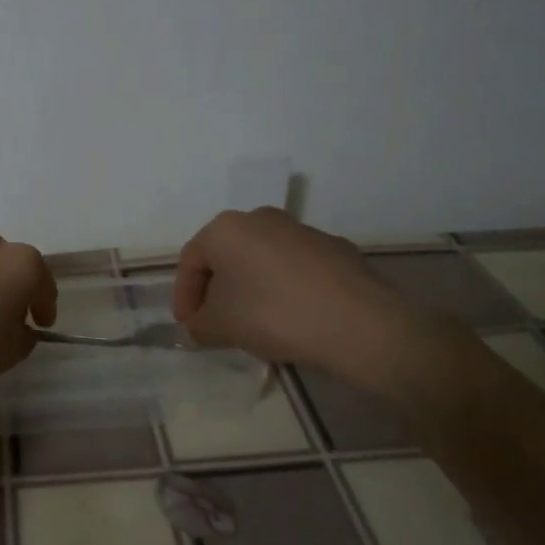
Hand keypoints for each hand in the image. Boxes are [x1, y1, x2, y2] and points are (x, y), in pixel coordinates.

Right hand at [172, 208, 429, 388]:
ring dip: (252, 288)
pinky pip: (295, 269)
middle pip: (227, 256)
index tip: (189, 326)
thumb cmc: (274, 314)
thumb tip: (197, 325)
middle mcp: (261, 218)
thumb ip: (199, 325)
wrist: (359, 322)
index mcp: (226, 228)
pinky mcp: (335, 248)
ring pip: (262, 260)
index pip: (191, 260)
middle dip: (218, 290)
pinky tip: (295, 319)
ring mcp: (302, 230)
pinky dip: (285, 289)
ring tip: (257, 325)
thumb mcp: (221, 326)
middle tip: (218, 323)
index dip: (184, 296)